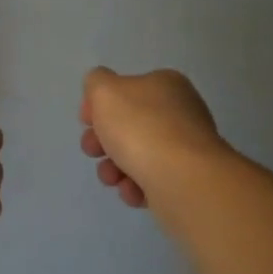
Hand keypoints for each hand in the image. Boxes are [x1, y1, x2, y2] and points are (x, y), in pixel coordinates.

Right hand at [79, 66, 224, 208]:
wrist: (182, 179)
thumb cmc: (141, 128)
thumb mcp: (105, 91)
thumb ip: (96, 82)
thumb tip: (101, 92)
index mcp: (165, 84)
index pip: (124, 89)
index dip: (98, 105)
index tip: (85, 122)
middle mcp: (179, 112)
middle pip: (127, 124)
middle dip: (102, 140)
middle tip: (93, 151)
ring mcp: (185, 148)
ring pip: (136, 155)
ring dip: (114, 167)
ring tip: (112, 178)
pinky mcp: (186, 180)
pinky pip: (151, 181)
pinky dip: (136, 187)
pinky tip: (133, 191)